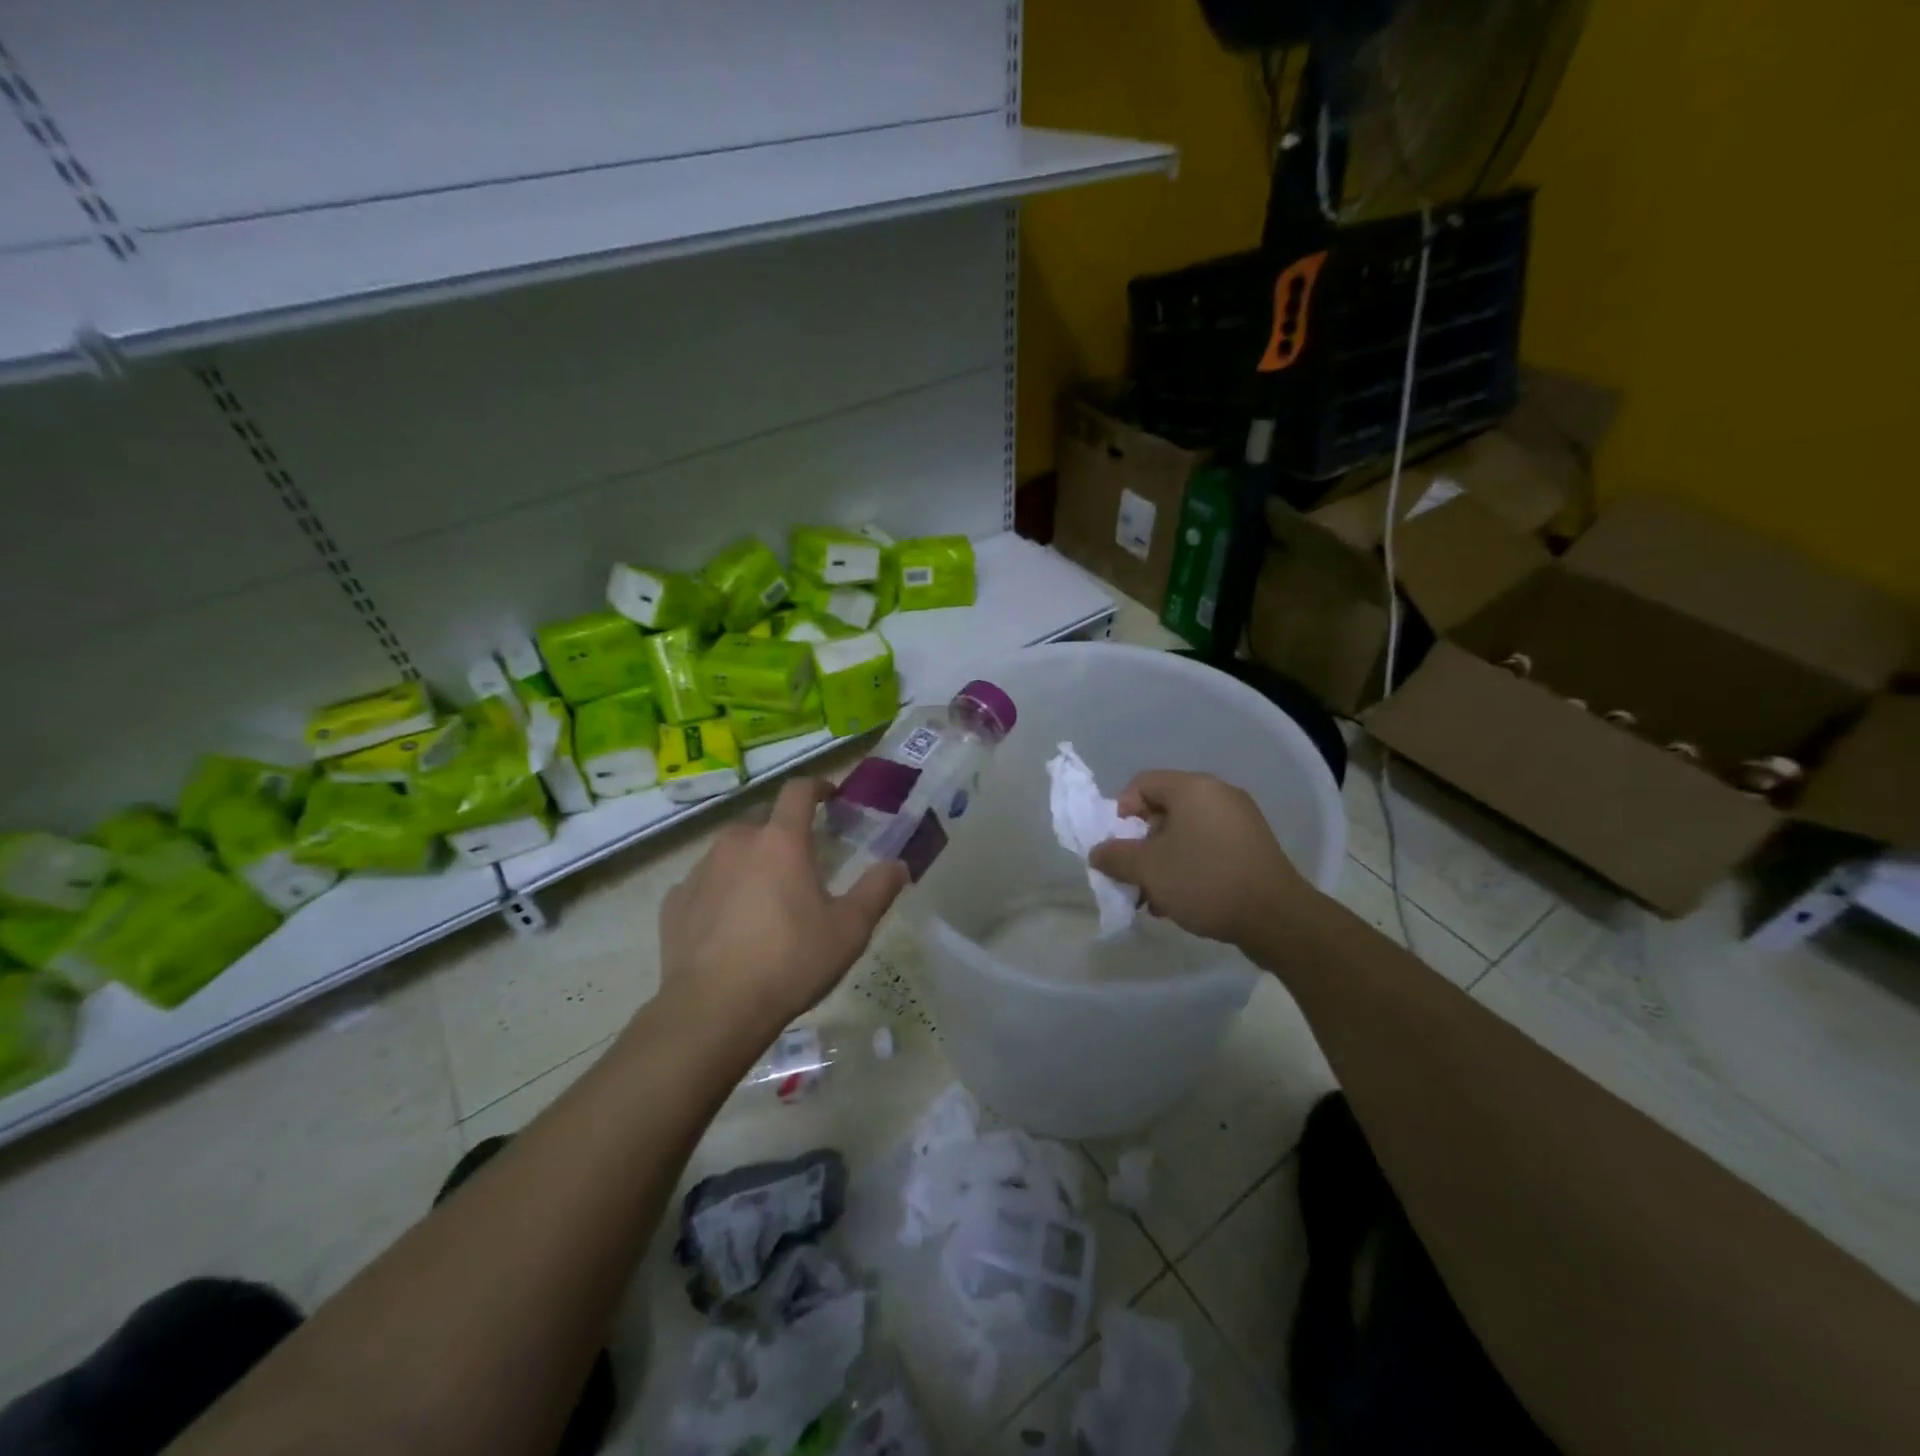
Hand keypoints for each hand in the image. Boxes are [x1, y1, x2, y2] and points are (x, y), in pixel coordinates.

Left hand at [660, 777, 907, 1029]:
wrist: (713, 1010)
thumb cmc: (790, 961)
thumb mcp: (849, 930)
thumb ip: (877, 890)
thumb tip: (899, 865)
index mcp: (781, 841)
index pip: (798, 791)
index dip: (817, 786)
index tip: (830, 795)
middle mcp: (736, 843)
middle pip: (764, 824)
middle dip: (784, 836)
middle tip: (803, 866)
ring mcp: (700, 871)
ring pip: (732, 852)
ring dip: (751, 863)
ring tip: (766, 899)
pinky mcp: (674, 902)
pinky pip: (704, 884)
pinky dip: (720, 892)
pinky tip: (729, 925)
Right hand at [1090, 770, 1314, 946]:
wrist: (1277, 918)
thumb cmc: (1205, 881)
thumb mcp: (1148, 870)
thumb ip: (1115, 857)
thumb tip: (1098, 853)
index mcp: (1193, 788)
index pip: (1142, 784)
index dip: (1120, 813)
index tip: (1117, 847)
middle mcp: (1218, 794)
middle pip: (1163, 810)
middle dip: (1142, 845)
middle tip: (1134, 877)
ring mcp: (1240, 820)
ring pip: (1185, 832)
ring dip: (1163, 861)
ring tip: (1155, 898)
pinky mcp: (1253, 846)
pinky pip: (1208, 846)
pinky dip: (1189, 865)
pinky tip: (1182, 900)